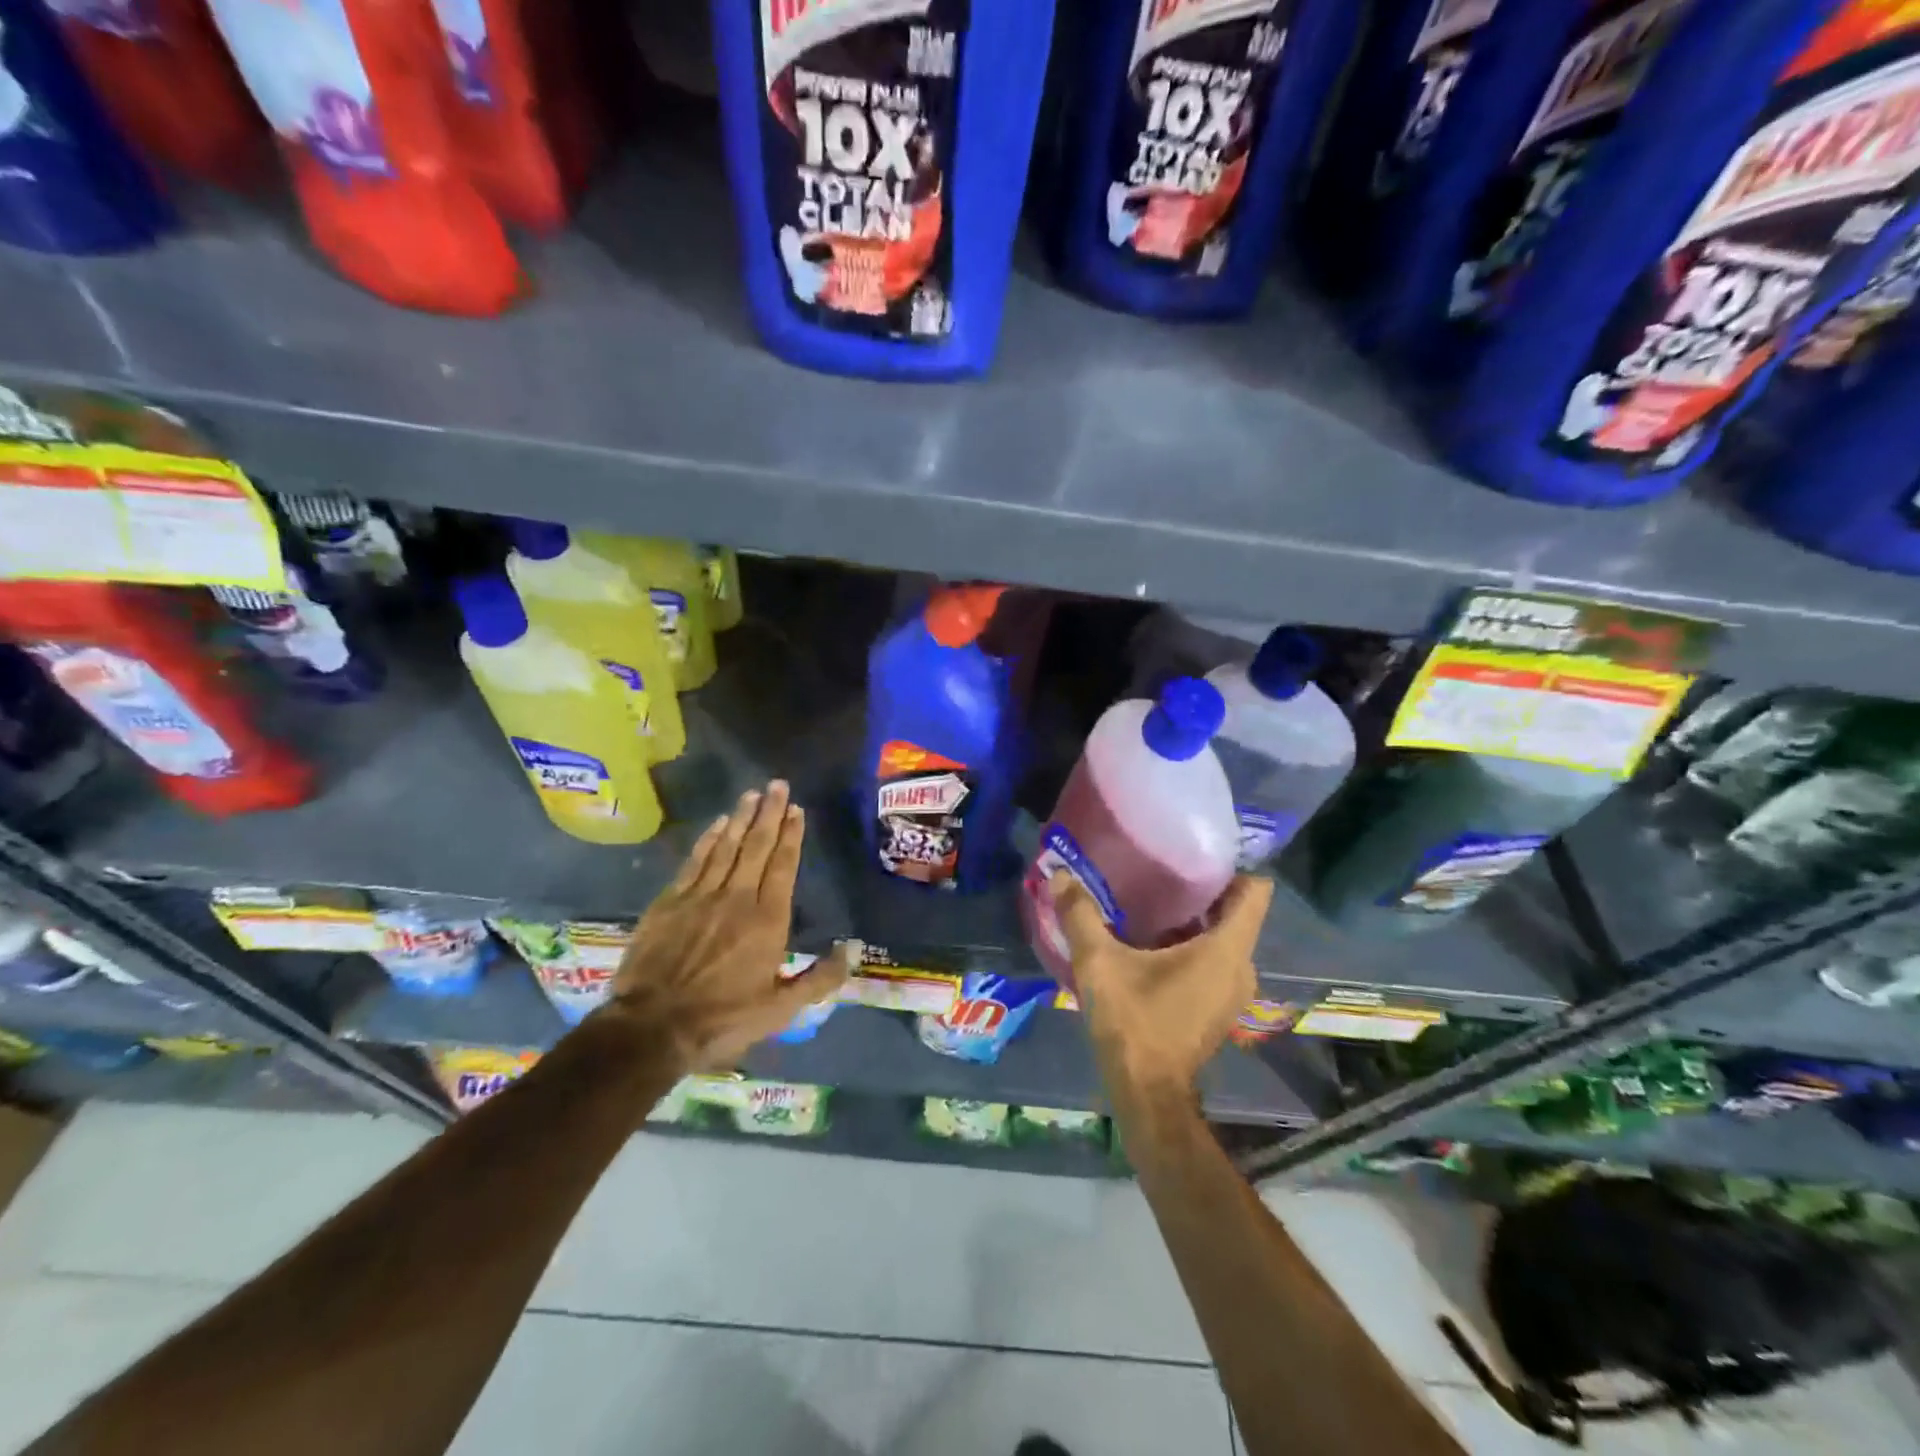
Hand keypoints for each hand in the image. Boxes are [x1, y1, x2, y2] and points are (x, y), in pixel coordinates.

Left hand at [605, 780, 857, 1071]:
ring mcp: (700, 896)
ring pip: (726, 847)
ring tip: (751, 795)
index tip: (797, 809)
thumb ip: (819, 979)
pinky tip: (717, 825)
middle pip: (757, 846)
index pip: (783, 865)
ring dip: (740, 818)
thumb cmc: (723, 1019)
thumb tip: (853, 950)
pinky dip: (708, 840)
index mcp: (767, 920)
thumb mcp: (781, 1010)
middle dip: (769, 813)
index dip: (791, 835)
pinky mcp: (670, 902)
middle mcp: (737, 897)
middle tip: (777, 785)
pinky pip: (695, 861)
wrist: (652, 1027)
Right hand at [1051, 870, 1271, 1102]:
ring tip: (1155, 900)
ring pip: (1224, 938)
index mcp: (1226, 949)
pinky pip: (1216, 960)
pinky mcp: (1220, 1007)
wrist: (1146, 1091)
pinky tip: (1154, 942)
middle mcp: (1241, 967)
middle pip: (1235, 912)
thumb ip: (1080, 915)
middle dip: (1202, 890)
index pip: (1255, 891)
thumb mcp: (1099, 963)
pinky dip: (1194, 945)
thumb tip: (1059, 874)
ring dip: (1196, 920)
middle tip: (1162, 870)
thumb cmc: (1132, 1021)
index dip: (1232, 865)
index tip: (1195, 852)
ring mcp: (1235, 991)